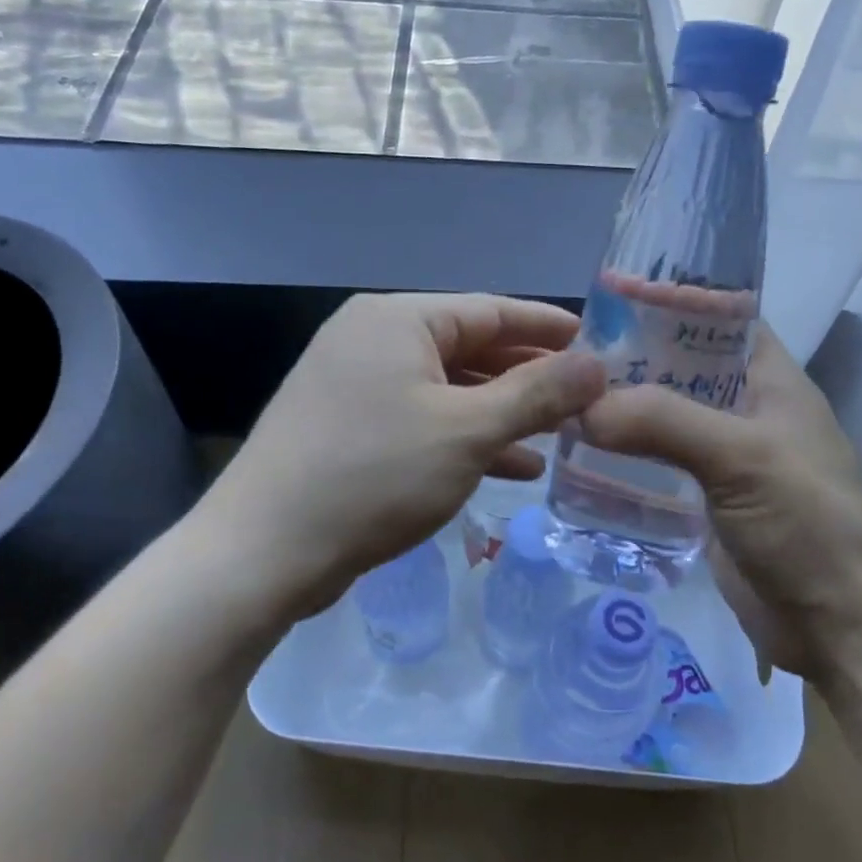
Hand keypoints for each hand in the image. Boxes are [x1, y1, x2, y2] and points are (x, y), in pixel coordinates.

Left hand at [196, 293, 606, 623]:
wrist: (264, 552)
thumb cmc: (374, 474)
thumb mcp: (468, 430)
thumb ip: (537, 393)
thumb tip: (596, 364)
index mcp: (397, 319)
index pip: (491, 309)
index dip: (548, 327)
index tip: (597, 343)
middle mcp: (372, 340)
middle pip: (469, 348)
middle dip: (528, 376)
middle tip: (584, 397)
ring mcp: (355, 386)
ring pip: (448, 390)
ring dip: (502, 413)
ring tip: (559, 436)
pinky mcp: (348, 429)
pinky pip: (422, 421)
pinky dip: (466, 439)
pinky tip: (511, 467)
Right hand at [577, 323, 861, 683]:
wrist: (839, 625)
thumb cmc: (807, 523)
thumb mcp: (742, 456)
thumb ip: (664, 421)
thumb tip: (582, 407)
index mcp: (769, 378)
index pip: (717, 316)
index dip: (669, 301)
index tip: (607, 298)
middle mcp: (745, 408)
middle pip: (680, 366)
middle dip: (629, 359)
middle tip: (566, 357)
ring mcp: (724, 456)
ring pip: (664, 416)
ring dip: (621, 409)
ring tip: (561, 401)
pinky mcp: (705, 499)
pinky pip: (657, 463)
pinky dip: (624, 455)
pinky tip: (579, 454)